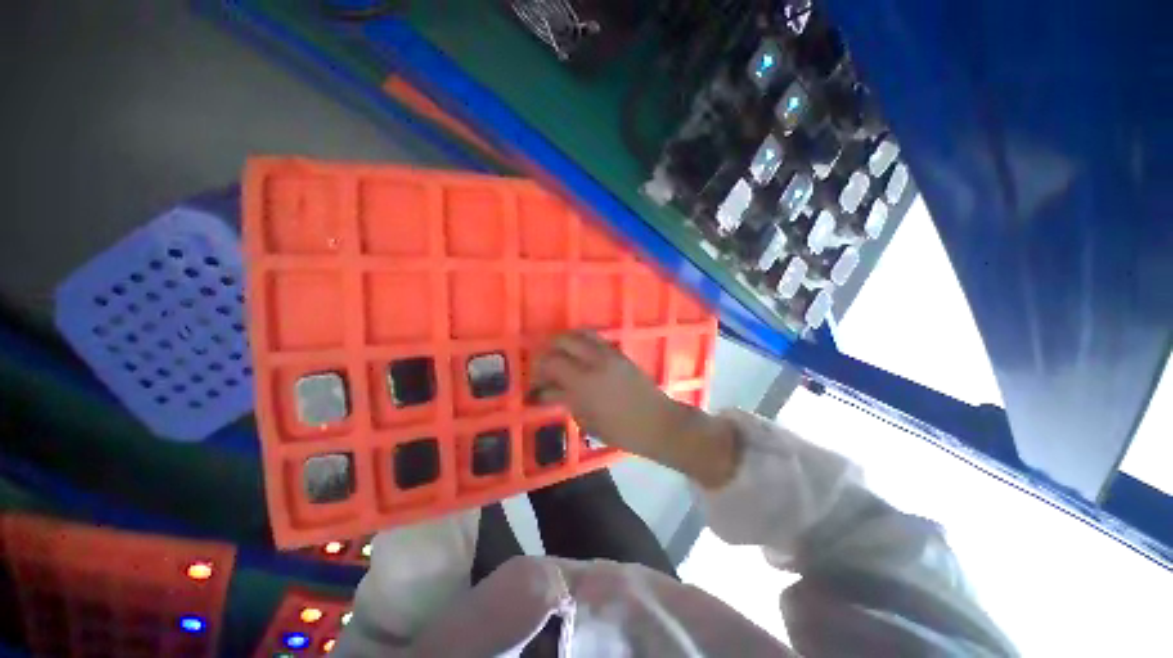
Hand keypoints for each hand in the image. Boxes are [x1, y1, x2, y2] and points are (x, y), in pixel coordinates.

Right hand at [534, 330, 738, 487]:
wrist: (658, 422)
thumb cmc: (621, 431)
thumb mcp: (587, 421)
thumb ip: (565, 400)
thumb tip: (545, 391)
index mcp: (584, 383)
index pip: (551, 363)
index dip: (538, 369)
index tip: (534, 379)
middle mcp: (594, 362)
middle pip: (563, 341)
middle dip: (548, 349)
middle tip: (544, 363)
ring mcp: (609, 354)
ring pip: (580, 334)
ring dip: (565, 340)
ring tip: (559, 353)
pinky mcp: (619, 353)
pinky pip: (595, 338)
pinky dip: (581, 340)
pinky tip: (578, 353)